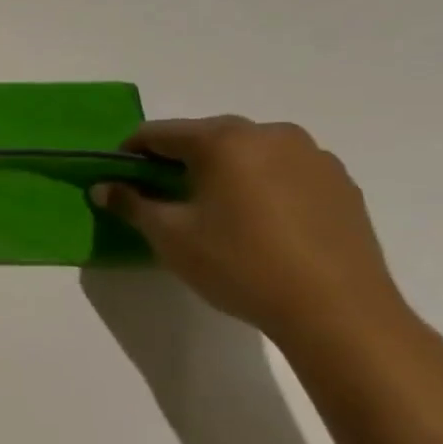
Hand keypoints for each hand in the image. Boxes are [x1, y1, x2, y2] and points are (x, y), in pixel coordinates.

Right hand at [93, 116, 416, 352]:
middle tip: (162, 198)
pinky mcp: (340, 183)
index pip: (158, 133)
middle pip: (205, 137)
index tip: (119, 181)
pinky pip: (282, 171)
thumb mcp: (169, 236)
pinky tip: (257, 223)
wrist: (337, 310)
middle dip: (177, 162)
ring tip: (212, 212)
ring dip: (220, 171)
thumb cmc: (239, 265)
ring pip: (246, 152)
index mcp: (223, 140)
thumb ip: (131, 203)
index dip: (130, 154)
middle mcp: (270, 134)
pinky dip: (258, 184)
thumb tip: (103, 187)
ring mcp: (313, 156)